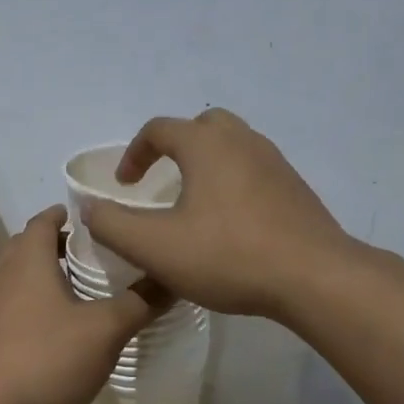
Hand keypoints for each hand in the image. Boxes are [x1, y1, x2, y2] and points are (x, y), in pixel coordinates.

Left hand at [0, 207, 170, 403]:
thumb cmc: (47, 359)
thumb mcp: (105, 331)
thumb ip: (139, 303)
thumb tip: (172, 278)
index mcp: (28, 260)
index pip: (44, 221)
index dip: (66, 214)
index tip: (93, 217)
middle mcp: (3, 275)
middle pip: (29, 246)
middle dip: (58, 244)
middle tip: (94, 252)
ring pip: (18, 277)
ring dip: (45, 275)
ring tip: (80, 287)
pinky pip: (12, 305)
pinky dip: (33, 302)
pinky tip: (57, 326)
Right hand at [83, 109, 350, 321]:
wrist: (314, 277)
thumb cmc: (228, 255)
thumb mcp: (155, 247)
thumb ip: (113, 225)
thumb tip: (90, 208)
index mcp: (206, 145)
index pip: (159, 129)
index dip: (134, 154)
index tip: (125, 185)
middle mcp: (242, 141)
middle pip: (202, 126)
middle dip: (176, 147)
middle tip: (163, 180)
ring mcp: (274, 162)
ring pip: (232, 146)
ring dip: (207, 163)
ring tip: (194, 201)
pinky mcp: (295, 188)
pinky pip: (254, 170)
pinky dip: (233, 181)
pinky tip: (230, 222)